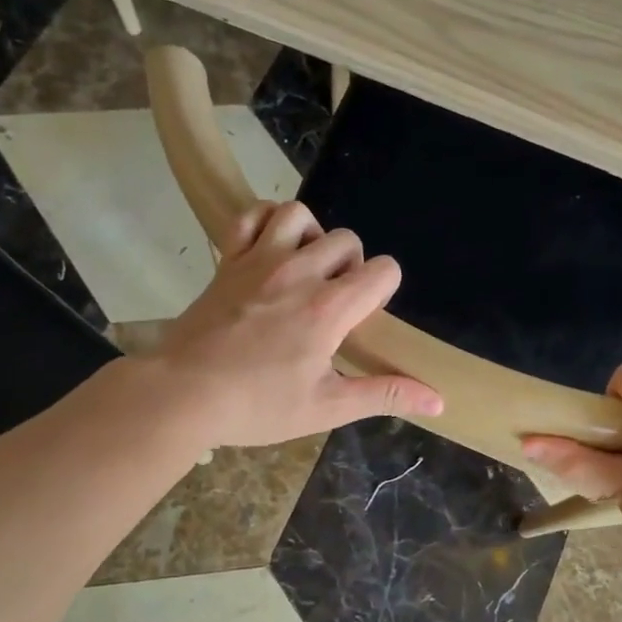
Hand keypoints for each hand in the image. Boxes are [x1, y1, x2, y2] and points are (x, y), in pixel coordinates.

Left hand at [139, 201, 442, 448]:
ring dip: (312, 236)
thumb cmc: (257, 405)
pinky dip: (266, 221)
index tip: (363, 318)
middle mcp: (299, 272)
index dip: (383, 289)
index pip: (383, 270)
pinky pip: (251, 215)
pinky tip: (270, 247)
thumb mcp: (327, 407)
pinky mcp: (228, 259)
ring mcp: (259, 259)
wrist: (181, 394)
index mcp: (329, 308)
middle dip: (352, 266)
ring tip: (305, 268)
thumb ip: (385, 395)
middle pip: (348, 240)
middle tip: (333, 303)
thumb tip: (439, 400)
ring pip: (300, 215)